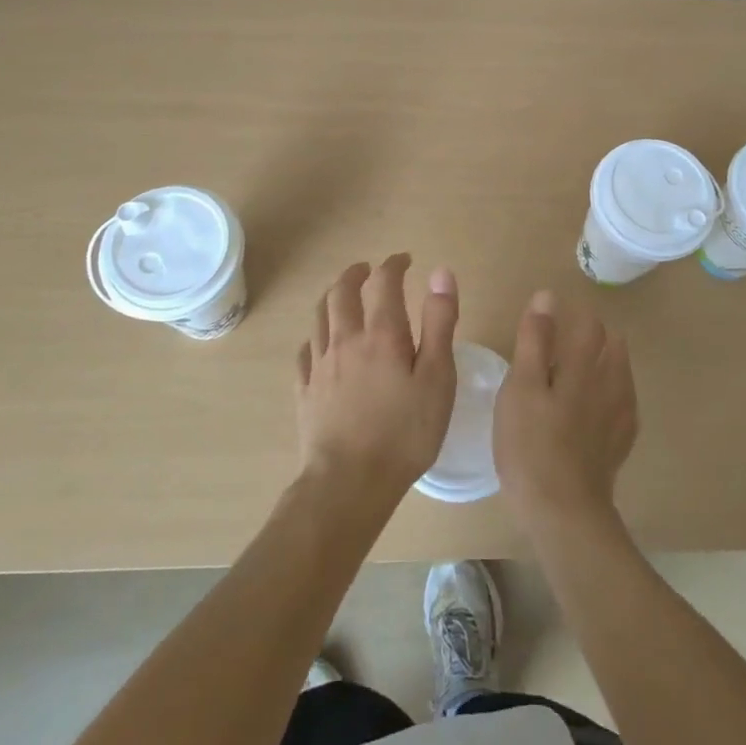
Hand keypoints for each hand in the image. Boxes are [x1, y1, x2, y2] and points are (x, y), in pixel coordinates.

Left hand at [296, 255, 458, 511]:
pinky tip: (320, 344)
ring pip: (319, 317)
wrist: (348, 484)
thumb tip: (440, 272)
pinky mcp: (305, 392)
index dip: (393, 265)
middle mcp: (346, 340)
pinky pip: (305, 351)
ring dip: (332, 297)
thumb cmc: (404, 432)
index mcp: (382, 334)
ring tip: (342, 296)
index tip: (404, 260)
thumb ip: (439, 323)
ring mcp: (320, 366)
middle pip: (341, 292)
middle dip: (355, 274)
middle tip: (367, 269)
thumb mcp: (437, 377)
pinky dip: (315, 336)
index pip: (384, 282)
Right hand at [494, 290, 638, 535]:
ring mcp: (620, 417)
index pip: (591, 325)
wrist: (563, 512)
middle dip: (595, 336)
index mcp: (585, 367)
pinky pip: (624, 405)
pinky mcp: (620, 444)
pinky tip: (597, 408)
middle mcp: (611, 385)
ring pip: (621, 374)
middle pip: (613, 346)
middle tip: (566, 341)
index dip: (576, 314)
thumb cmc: (531, 444)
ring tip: (582, 370)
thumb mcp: (521, 387)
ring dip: (607, 363)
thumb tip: (547, 297)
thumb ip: (535, 340)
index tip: (556, 317)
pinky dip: (612, 394)